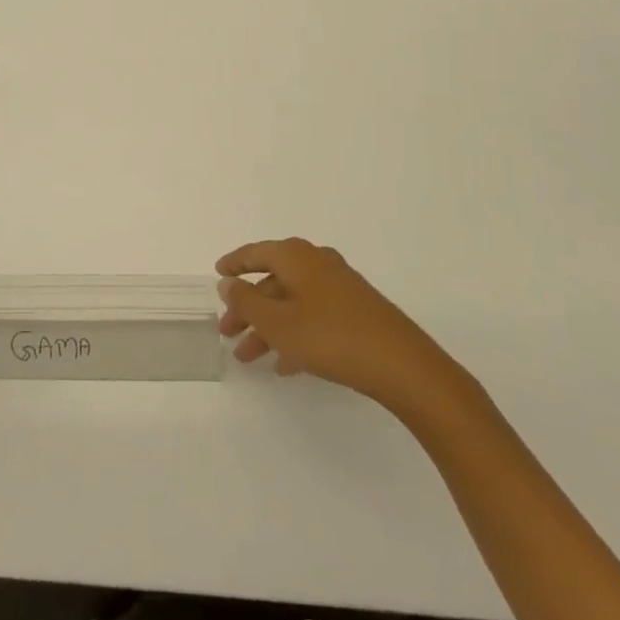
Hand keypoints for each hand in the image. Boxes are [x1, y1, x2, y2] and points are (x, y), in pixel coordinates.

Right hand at [217, 238, 472, 411]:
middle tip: (227, 333)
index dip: (234, 264)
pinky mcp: (356, 311)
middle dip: (248, 307)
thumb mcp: (278, 323)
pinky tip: (286, 366)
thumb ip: (247, 302)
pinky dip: (294, 334)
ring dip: (269, 327)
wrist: (402, 365)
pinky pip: (313, 316)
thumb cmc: (331, 337)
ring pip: (292, 302)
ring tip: (250, 358)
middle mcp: (317, 263)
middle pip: (273, 280)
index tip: (217, 274)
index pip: (256, 253)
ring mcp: (340, 287)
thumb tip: (228, 283)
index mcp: (296, 257)